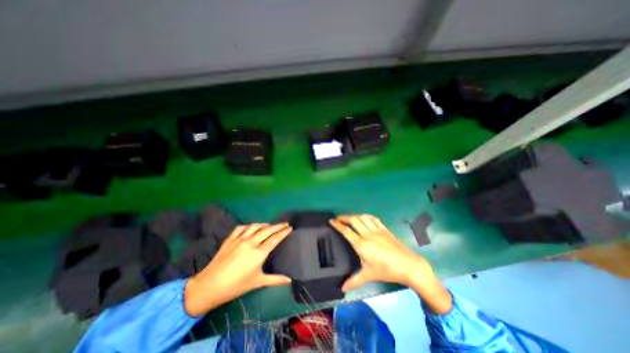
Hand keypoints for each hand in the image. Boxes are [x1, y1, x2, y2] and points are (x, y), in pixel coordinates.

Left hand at [181, 223, 290, 317]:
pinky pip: (241, 227)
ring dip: (265, 224)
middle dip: (278, 225)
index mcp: (259, 253)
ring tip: (270, 225)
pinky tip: (251, 228)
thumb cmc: (236, 286)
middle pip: (267, 230)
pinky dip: (249, 226)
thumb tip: (289, 280)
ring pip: (255, 226)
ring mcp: (239, 239)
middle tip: (285, 223)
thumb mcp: (258, 282)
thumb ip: (275, 280)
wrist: (209, 286)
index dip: (283, 232)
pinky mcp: (230, 239)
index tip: (290, 227)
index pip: (275, 239)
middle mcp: (251, 242)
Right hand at [330, 215, 452, 314]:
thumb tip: (342, 288)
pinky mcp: (384, 229)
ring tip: (349, 218)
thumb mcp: (368, 275)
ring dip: (354, 215)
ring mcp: (377, 230)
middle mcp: (367, 234)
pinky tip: (364, 218)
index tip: (331, 221)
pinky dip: (366, 216)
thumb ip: (354, 280)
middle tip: (338, 218)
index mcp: (361, 245)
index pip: (346, 231)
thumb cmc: (386, 270)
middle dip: (344, 217)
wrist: (408, 265)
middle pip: (353, 220)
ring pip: (362, 217)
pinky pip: (373, 218)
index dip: (337, 224)